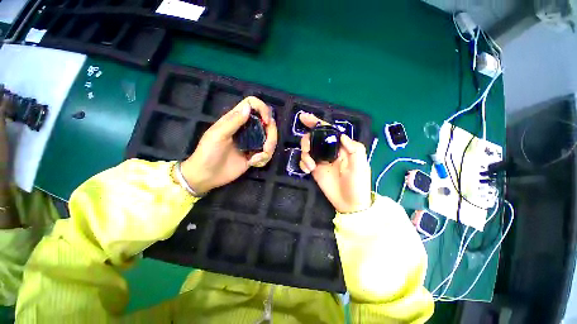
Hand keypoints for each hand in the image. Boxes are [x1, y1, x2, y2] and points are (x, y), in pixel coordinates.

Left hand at [180, 97, 276, 193]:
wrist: (207, 175)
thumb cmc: (207, 153)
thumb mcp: (218, 135)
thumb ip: (233, 121)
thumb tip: (248, 107)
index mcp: (236, 119)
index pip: (253, 105)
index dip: (263, 109)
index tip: (266, 122)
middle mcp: (247, 129)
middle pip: (268, 123)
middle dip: (271, 135)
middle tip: (266, 147)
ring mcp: (252, 142)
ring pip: (270, 139)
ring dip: (269, 149)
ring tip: (257, 159)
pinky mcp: (254, 155)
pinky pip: (267, 153)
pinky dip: (264, 159)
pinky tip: (253, 163)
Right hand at [299, 113, 371, 212]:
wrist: (349, 203)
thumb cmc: (358, 184)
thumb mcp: (361, 166)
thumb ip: (354, 149)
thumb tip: (342, 135)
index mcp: (341, 148)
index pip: (328, 131)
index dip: (317, 123)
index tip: (304, 117)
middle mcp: (329, 151)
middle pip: (314, 138)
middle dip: (307, 140)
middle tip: (307, 149)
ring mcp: (321, 161)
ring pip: (307, 149)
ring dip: (305, 154)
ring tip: (311, 166)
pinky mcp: (315, 170)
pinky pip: (304, 161)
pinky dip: (303, 163)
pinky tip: (308, 170)